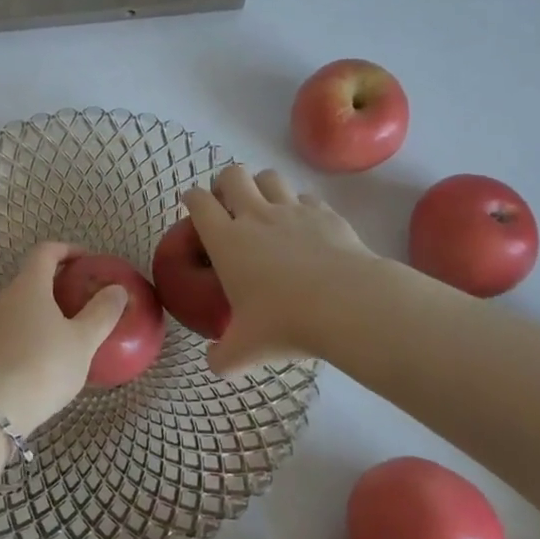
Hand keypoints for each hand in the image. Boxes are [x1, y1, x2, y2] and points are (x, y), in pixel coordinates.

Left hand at [0, 242, 127, 435]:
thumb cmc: (43, 365)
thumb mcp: (82, 341)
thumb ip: (102, 313)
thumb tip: (117, 289)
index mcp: (29, 285)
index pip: (46, 251)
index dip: (67, 250)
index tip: (88, 260)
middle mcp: (6, 297)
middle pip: (32, 277)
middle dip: (59, 281)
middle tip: (85, 296)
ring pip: (22, 304)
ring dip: (46, 308)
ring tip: (72, 328)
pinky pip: (14, 328)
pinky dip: (33, 330)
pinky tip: (50, 355)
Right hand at [182, 164, 381, 374]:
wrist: (347, 304)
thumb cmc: (286, 322)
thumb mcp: (246, 349)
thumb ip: (223, 356)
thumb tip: (214, 364)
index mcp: (227, 240)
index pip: (199, 203)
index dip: (192, 198)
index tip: (192, 204)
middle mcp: (255, 215)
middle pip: (232, 174)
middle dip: (226, 182)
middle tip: (229, 203)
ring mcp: (292, 210)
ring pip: (269, 177)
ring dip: (262, 186)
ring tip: (265, 206)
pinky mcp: (324, 213)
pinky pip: (306, 197)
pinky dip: (300, 205)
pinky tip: (305, 225)